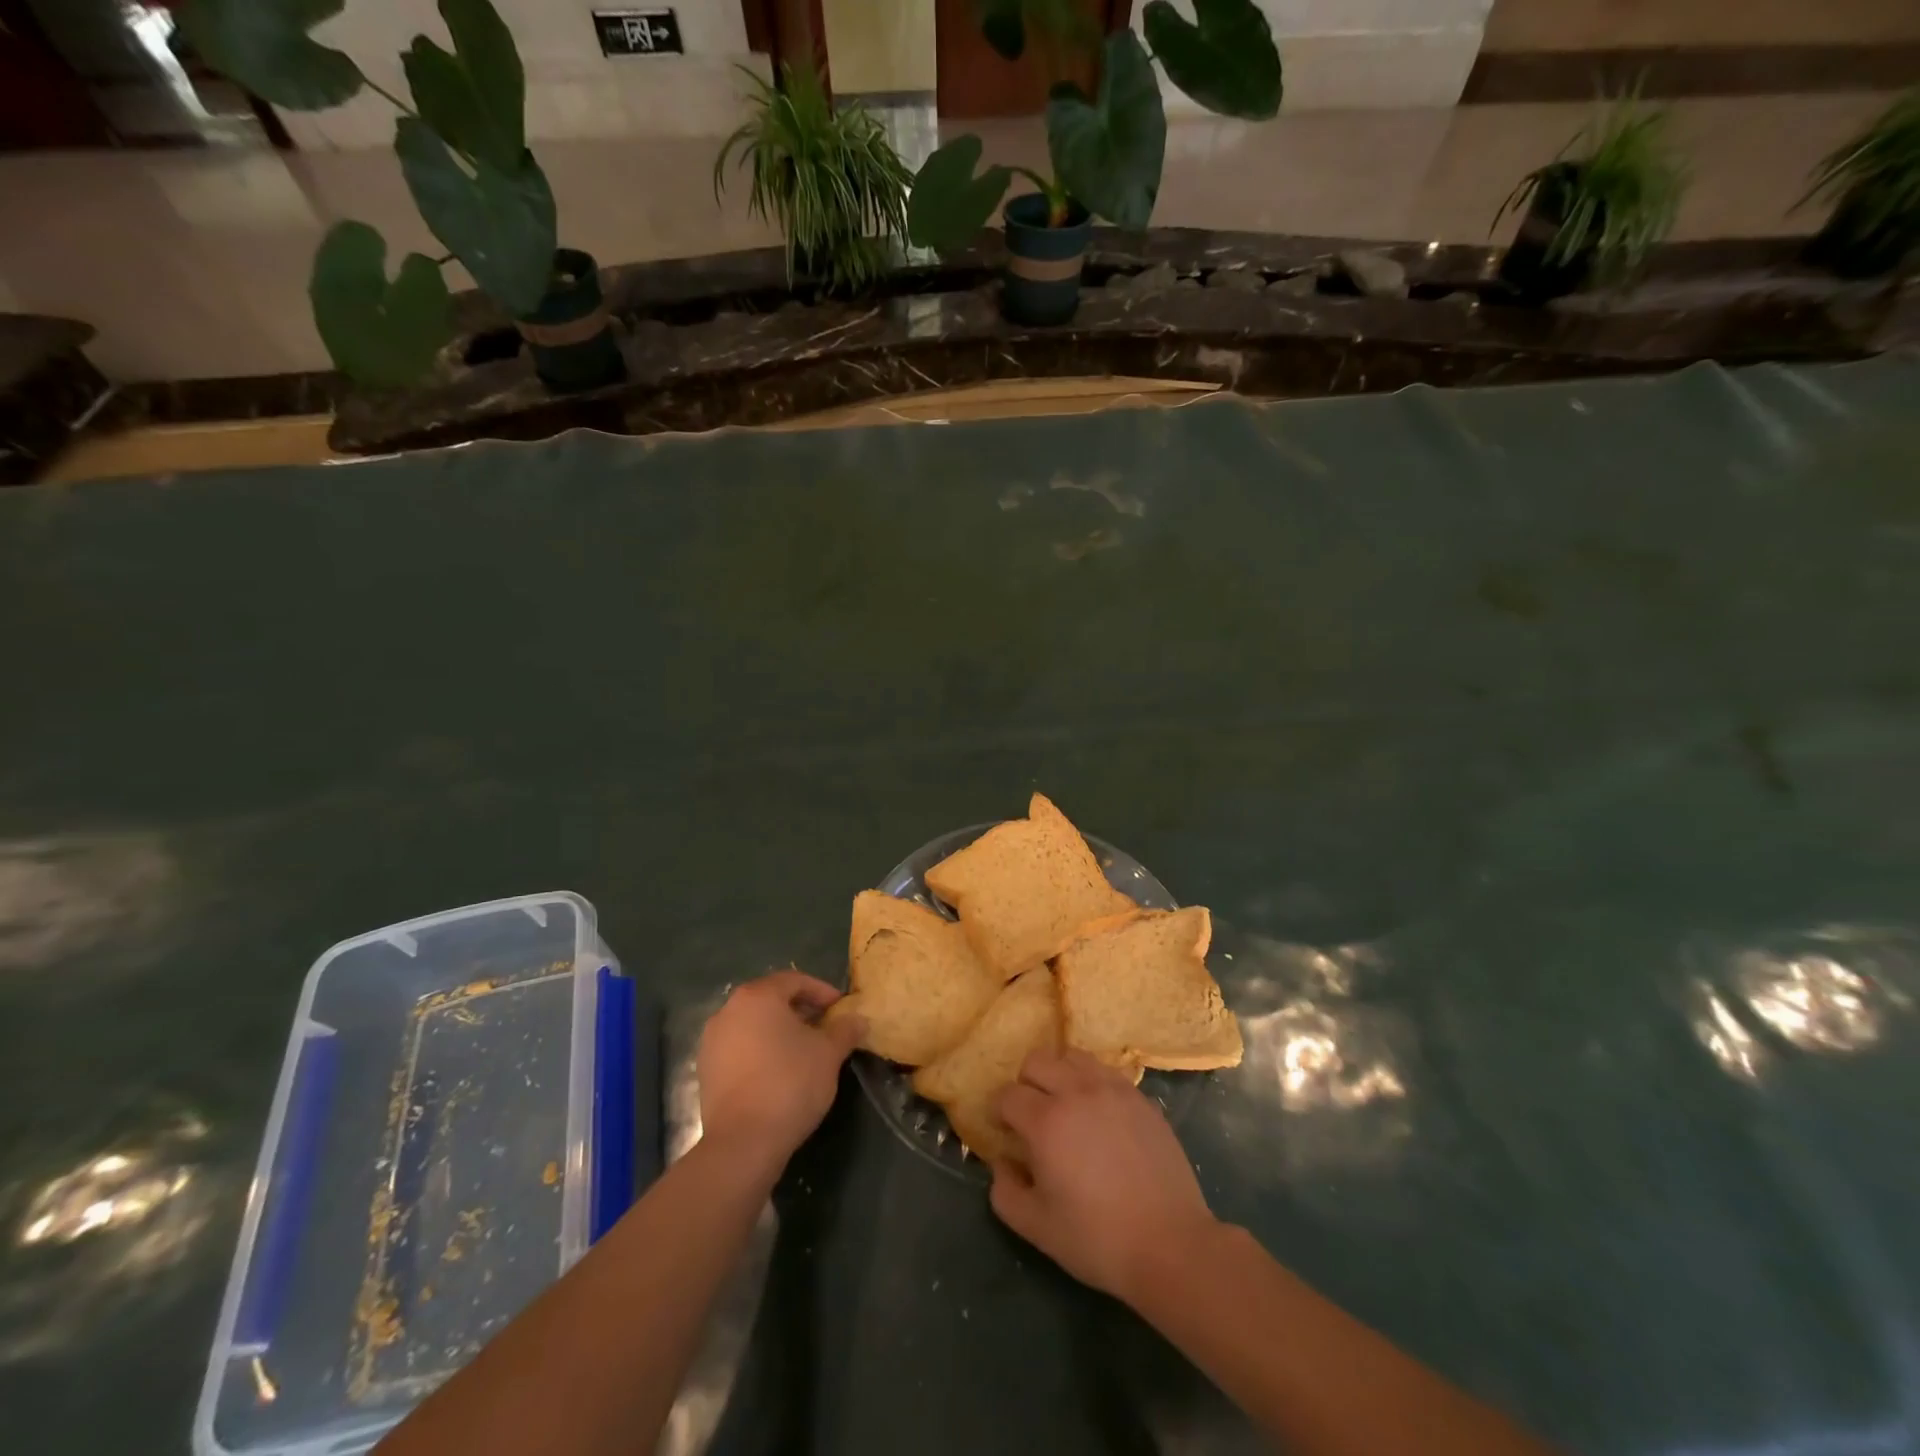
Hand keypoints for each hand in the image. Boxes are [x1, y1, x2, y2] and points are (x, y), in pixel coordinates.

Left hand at [697, 969, 864, 1175]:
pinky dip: (761, 1051)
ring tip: (805, 1052)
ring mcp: (712, 1042)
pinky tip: (780, 1073)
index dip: (821, 992)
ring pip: (754, 1025)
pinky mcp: (706, 1071)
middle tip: (826, 1028)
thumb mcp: (829, 1053)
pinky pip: (740, 1049)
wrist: (743, 1143)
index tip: (841, 1008)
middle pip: (771, 1000)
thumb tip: (858, 1019)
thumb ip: (845, 1030)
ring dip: (780, 1032)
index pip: (794, 981)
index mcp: (757, 997)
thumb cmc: (790, 1083)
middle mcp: (728, 1011)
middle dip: (801, 1011)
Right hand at [989, 1048, 1218, 1303]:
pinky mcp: (1139, 1097)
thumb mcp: (1036, 1227)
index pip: (1008, 1094)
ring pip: (1072, 1056)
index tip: (1005, 1132)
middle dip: (1025, 1084)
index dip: (999, 1112)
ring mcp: (1112, 1089)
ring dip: (1059, 1075)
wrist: (1170, 1245)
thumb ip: (1005, 1191)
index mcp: (1046, 1120)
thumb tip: (1001, 1161)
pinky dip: (1091, 1082)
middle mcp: (1076, 1091)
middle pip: (1037, 1061)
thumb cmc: (1097, 1239)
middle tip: (1032, 1116)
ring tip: (1066, 1107)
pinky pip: (1104, 1071)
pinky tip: (1098, 1114)